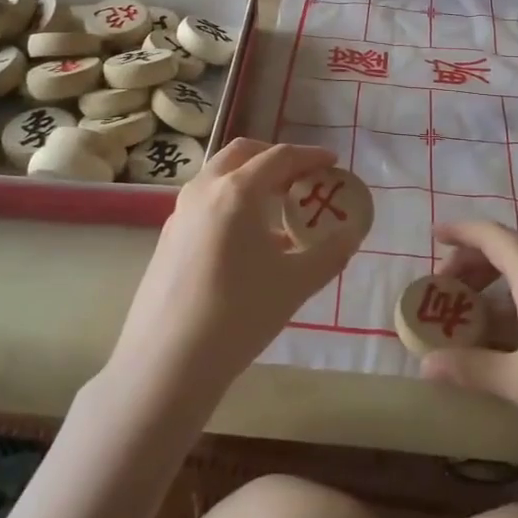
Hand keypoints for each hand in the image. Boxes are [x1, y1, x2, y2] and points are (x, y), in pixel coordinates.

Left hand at [106, 139, 363, 414]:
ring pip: (219, 176)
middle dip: (275, 158)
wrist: (166, 364)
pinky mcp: (167, 238)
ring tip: (277, 207)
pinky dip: (231, 201)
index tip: (333, 162)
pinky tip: (247, 239)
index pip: (279, 157)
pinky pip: (205, 202)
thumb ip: (330, 253)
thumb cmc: (238, 315)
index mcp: (236, 191)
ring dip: (250, 178)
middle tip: (301, 177)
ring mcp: (179, 213)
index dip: (310, 156)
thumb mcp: (296, 284)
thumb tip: (351, 235)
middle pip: (242, 154)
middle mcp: (204, 190)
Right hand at [421, 220, 517, 473]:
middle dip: (475, 258)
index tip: (434, 236)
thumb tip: (425, 365)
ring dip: (498, 278)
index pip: (492, 236)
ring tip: (474, 310)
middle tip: (448, 285)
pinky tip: (511, 333)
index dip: (460, 231)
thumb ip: (470, 368)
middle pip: (511, 247)